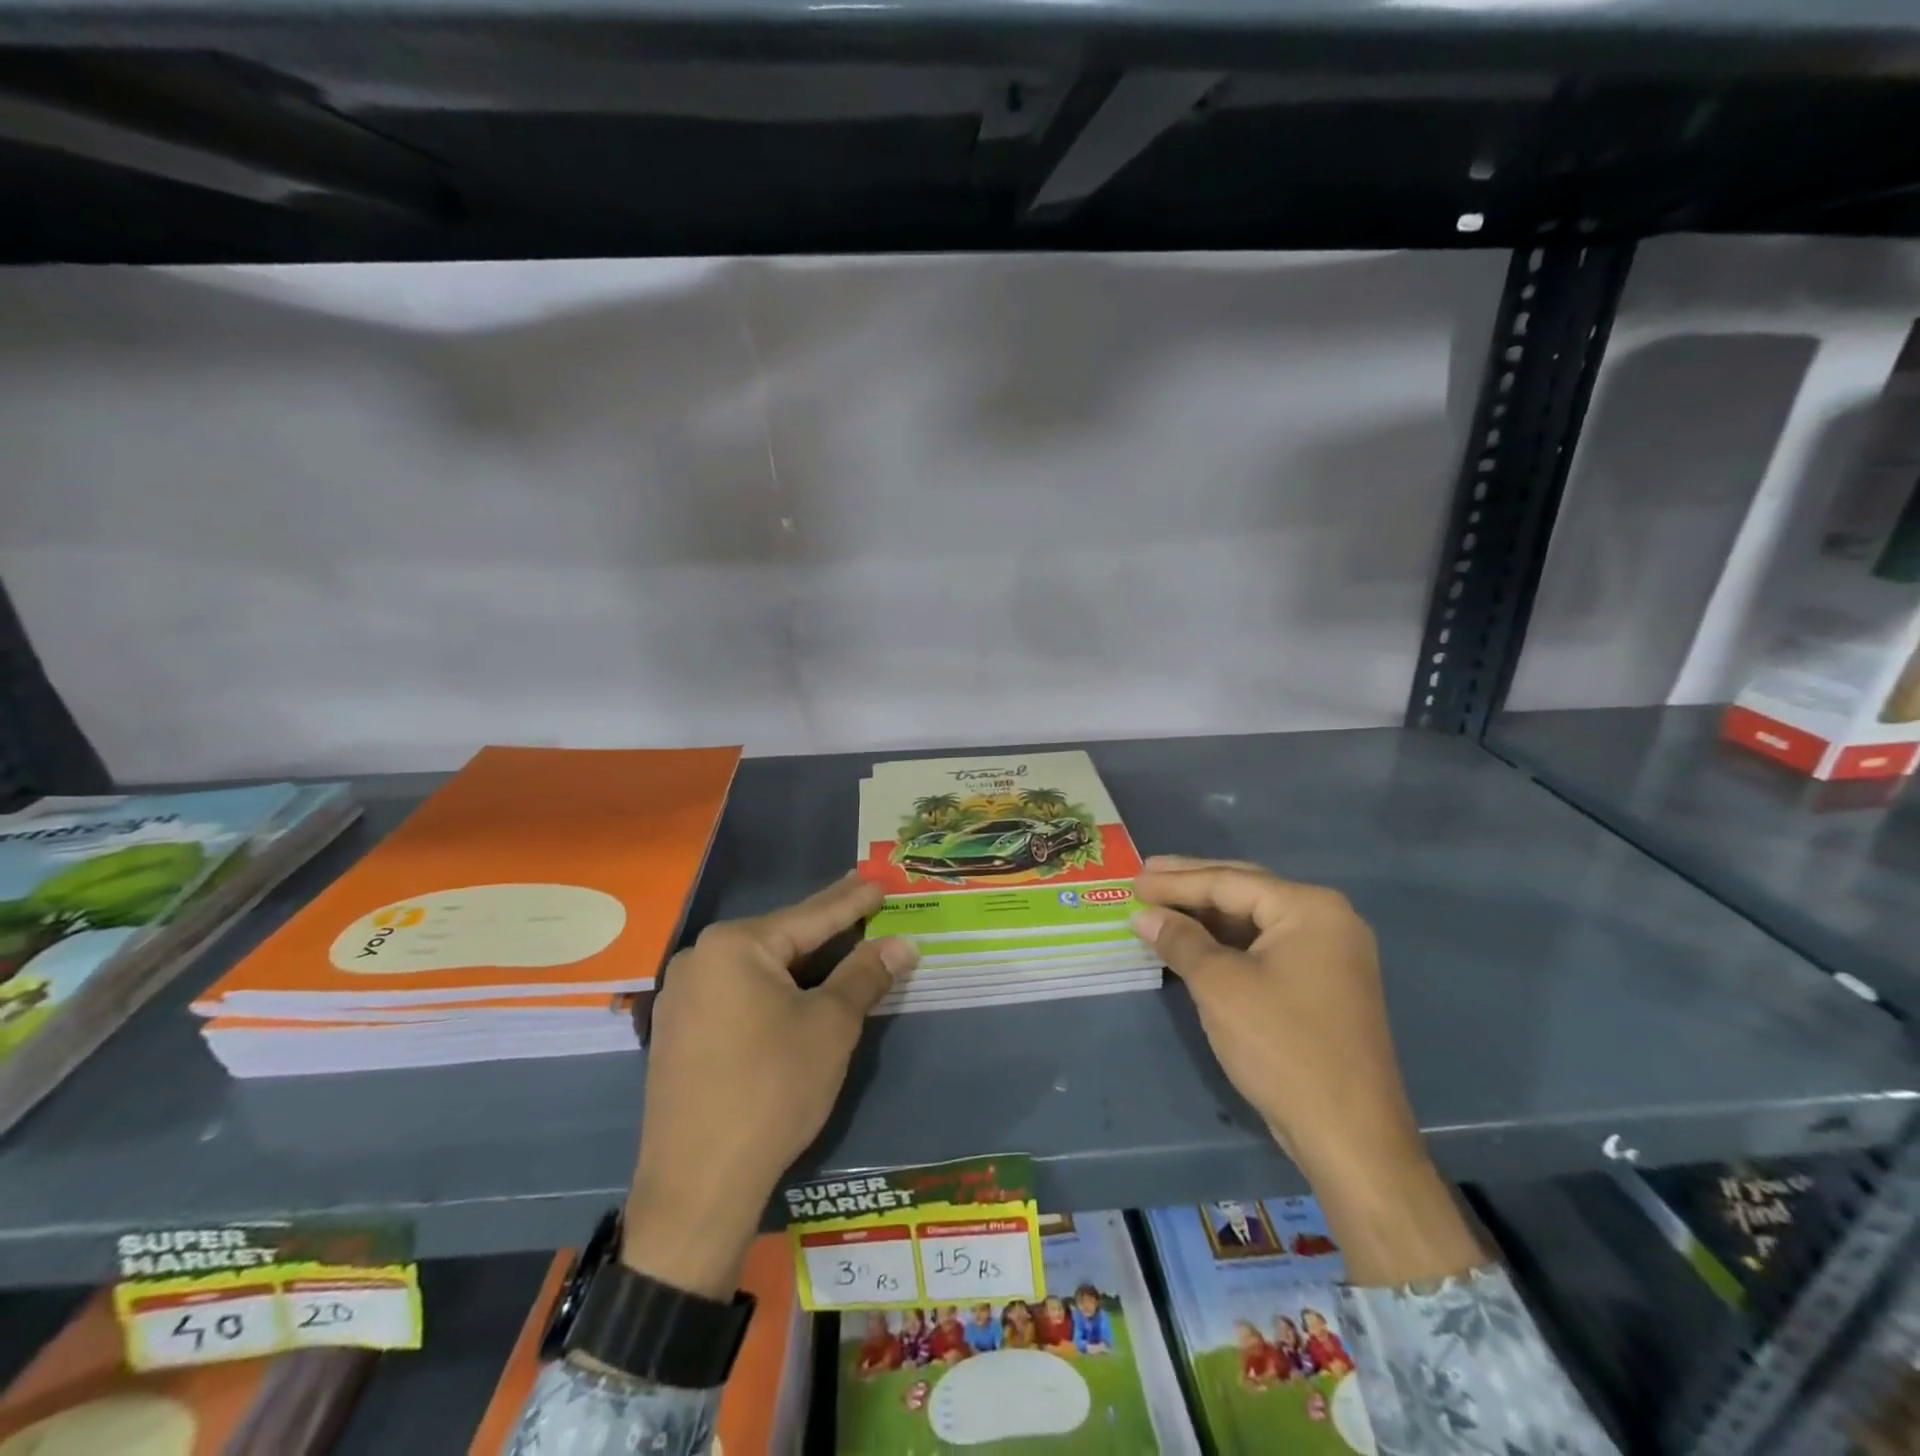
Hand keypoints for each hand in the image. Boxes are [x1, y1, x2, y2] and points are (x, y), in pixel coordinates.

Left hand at [620, 873, 917, 1297]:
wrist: (697, 1186)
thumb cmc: (772, 1091)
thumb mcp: (830, 1026)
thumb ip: (865, 975)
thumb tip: (903, 943)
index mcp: (734, 945)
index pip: (810, 916)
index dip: (852, 901)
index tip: (879, 880)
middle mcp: (700, 958)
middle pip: (780, 938)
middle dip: (826, 927)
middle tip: (863, 903)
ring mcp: (682, 996)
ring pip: (758, 966)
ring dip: (800, 961)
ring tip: (837, 944)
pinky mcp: (678, 1030)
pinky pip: (737, 992)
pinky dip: (773, 988)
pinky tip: (795, 991)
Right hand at [1131, 855, 1481, 1284]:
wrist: (1349, 1135)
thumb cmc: (1281, 1046)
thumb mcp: (1220, 986)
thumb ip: (1181, 940)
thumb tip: (1145, 916)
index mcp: (1310, 908)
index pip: (1230, 882)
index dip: (1176, 881)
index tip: (1133, 880)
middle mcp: (1328, 920)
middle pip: (1245, 892)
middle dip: (1193, 886)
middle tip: (1145, 877)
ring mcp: (1330, 954)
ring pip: (1255, 921)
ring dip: (1208, 916)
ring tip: (1162, 907)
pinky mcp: (1324, 984)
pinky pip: (1266, 947)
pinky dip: (1228, 943)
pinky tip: (1196, 943)